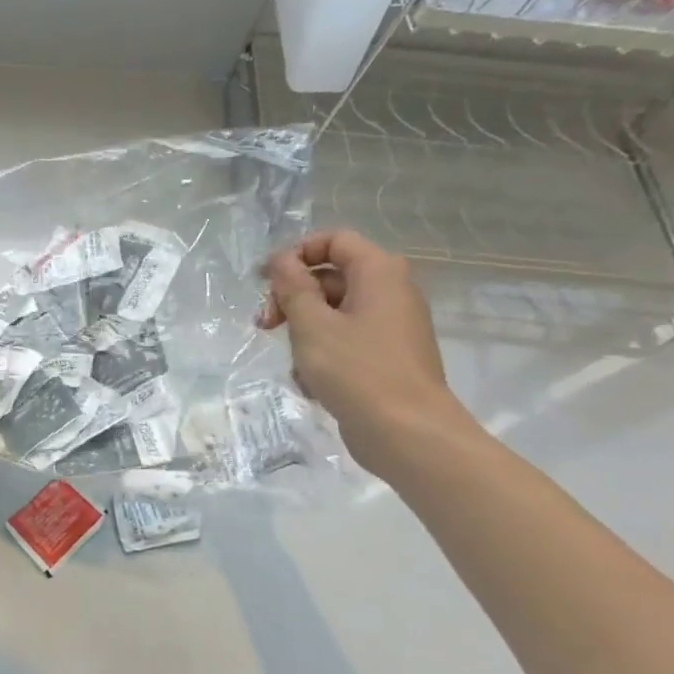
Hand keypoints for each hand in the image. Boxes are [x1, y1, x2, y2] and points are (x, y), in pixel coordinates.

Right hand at [258, 230, 470, 477]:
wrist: (408, 433)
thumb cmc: (357, 371)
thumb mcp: (312, 325)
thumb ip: (292, 287)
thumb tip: (280, 260)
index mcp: (378, 273)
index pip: (334, 240)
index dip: (296, 253)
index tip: (265, 281)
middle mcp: (390, 292)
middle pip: (329, 277)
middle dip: (292, 298)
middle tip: (265, 325)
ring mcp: (390, 326)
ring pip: (332, 312)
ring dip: (303, 331)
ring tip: (292, 362)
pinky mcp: (385, 356)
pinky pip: (345, 340)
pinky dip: (322, 354)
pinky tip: (310, 382)